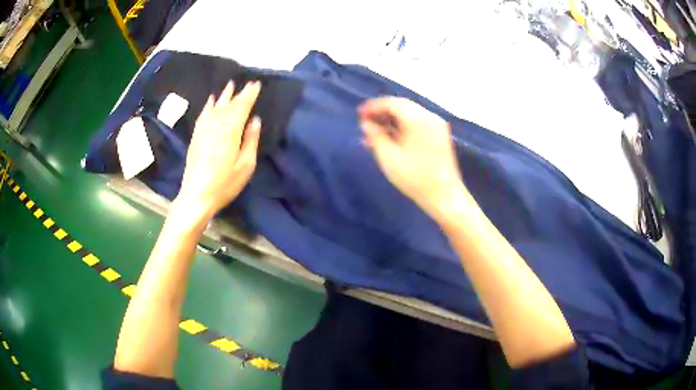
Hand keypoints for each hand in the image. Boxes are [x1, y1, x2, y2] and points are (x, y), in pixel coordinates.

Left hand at [176, 81, 261, 218]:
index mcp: (230, 131)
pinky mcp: (196, 136)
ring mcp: (203, 130)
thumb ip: (251, 140)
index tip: (256, 84)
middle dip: (239, 93)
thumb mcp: (245, 165)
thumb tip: (255, 120)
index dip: (249, 95)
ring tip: (230, 85)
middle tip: (248, 83)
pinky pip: (203, 115)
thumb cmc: (225, 183)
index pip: (242, 107)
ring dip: (224, 95)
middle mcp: (216, 125)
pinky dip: (208, 106)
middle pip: (229, 105)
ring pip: (216, 107)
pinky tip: (211, 100)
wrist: (196, 196)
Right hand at [359, 97, 465, 215]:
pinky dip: (401, 128)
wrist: (444, 196)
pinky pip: (416, 125)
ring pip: (408, 116)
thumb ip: (375, 136)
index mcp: (419, 119)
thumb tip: (366, 123)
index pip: (392, 103)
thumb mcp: (388, 157)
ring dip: (390, 122)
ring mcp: (436, 126)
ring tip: (373, 135)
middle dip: (381, 113)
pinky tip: (388, 140)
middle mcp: (430, 117)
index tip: (359, 114)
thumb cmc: (415, 177)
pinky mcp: (438, 136)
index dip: (374, 107)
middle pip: (401, 107)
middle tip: (364, 124)